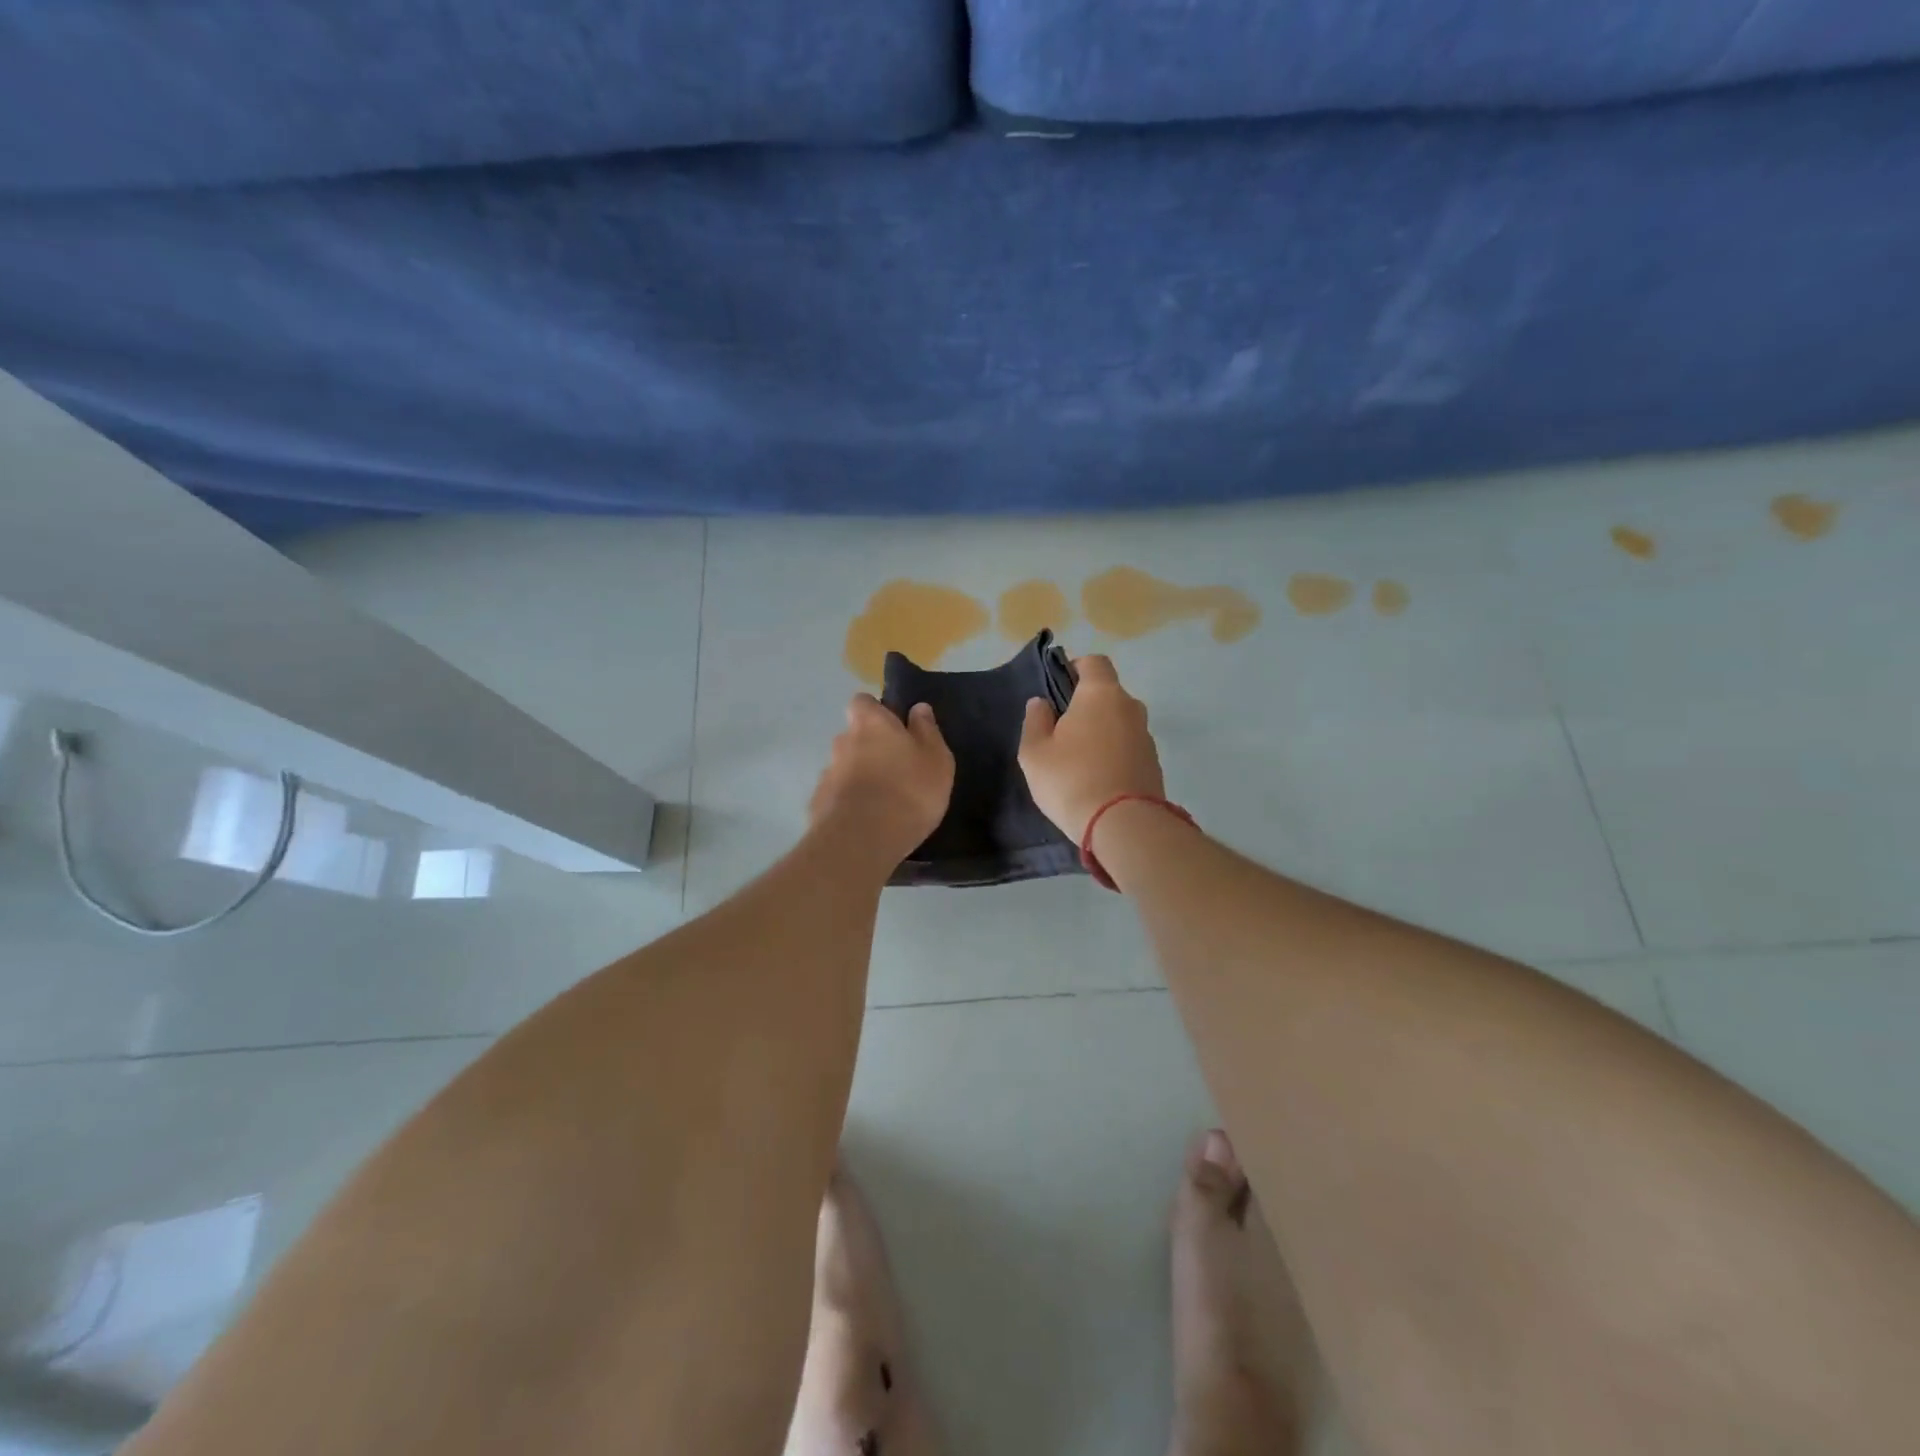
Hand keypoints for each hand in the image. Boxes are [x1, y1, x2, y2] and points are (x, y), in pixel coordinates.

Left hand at [809, 695, 954, 867]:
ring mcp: (827, 774)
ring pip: (845, 767)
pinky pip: (837, 796)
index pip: (862, 702)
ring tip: (883, 802)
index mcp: (870, 724)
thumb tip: (918, 708)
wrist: (862, 840)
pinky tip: (866, 822)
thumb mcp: (936, 759)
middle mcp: (842, 741)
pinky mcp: (819, 804)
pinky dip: (849, 802)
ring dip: (859, 777)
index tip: (894, 728)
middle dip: (869, 748)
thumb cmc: (909, 790)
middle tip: (895, 769)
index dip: (876, 711)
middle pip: (853, 736)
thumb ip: (927, 731)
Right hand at [1018, 655, 1164, 841]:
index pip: (1094, 662)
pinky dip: (1114, 754)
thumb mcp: (1035, 752)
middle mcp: (1130, 707)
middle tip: (1062, 730)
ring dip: (1101, 731)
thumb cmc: (1071, 780)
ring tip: (1079, 759)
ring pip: (1119, 722)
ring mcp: (1146, 736)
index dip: (1075, 668)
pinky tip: (1097, 778)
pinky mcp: (1154, 763)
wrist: (1123, 826)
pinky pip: (1129, 747)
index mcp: (1101, 694)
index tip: (1058, 688)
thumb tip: (1041, 703)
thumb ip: (1035, 721)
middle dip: (1086, 705)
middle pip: (1108, 693)